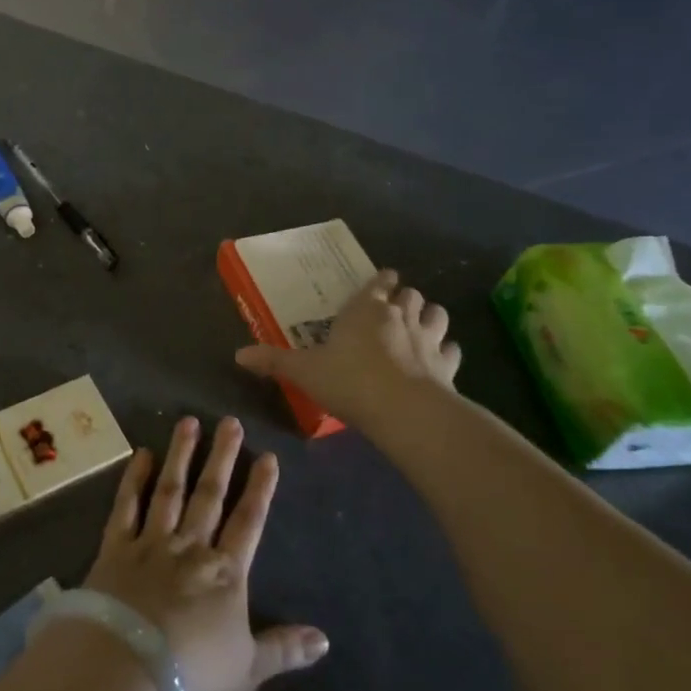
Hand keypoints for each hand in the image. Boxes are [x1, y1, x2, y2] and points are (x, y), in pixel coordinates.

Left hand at [85, 417, 327, 690]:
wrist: (127, 667)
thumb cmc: (192, 672)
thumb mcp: (249, 669)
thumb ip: (285, 649)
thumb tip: (325, 639)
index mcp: (225, 573)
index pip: (249, 522)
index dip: (260, 490)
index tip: (268, 456)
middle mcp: (190, 547)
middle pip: (210, 495)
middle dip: (223, 457)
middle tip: (230, 422)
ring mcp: (151, 542)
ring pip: (170, 490)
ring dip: (181, 455)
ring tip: (188, 422)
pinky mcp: (116, 548)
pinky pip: (126, 506)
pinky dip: (133, 480)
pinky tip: (141, 455)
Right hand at [235, 270, 459, 432]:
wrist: (403, 409)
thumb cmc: (349, 380)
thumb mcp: (304, 371)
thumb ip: (274, 361)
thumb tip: (238, 355)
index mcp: (366, 308)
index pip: (378, 282)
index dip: (380, 281)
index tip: (381, 281)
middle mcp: (400, 315)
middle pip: (410, 294)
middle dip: (404, 298)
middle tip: (394, 309)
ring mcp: (428, 338)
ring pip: (437, 314)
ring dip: (430, 316)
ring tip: (421, 326)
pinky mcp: (447, 365)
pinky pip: (452, 350)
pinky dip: (446, 351)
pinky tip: (439, 360)